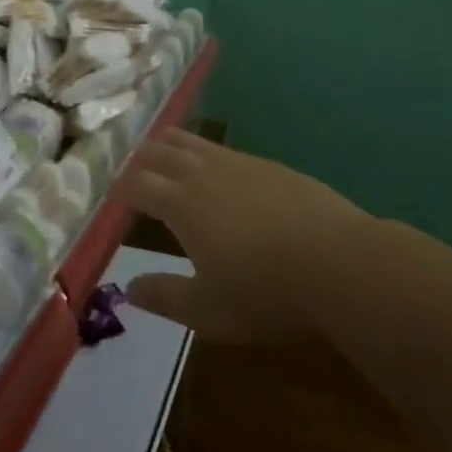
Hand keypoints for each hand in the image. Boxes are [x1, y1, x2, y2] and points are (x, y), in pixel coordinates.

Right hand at [113, 129, 367, 343]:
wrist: (341, 264)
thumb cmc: (266, 292)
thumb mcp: (208, 310)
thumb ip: (164, 296)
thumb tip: (128, 289)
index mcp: (180, 203)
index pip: (136, 183)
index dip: (118, 187)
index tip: (110, 195)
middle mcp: (202, 173)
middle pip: (158, 151)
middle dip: (139, 159)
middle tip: (131, 172)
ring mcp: (239, 163)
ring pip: (192, 141)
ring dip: (170, 147)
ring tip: (166, 158)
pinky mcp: (270, 166)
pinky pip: (226, 150)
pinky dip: (208, 155)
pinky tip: (219, 173)